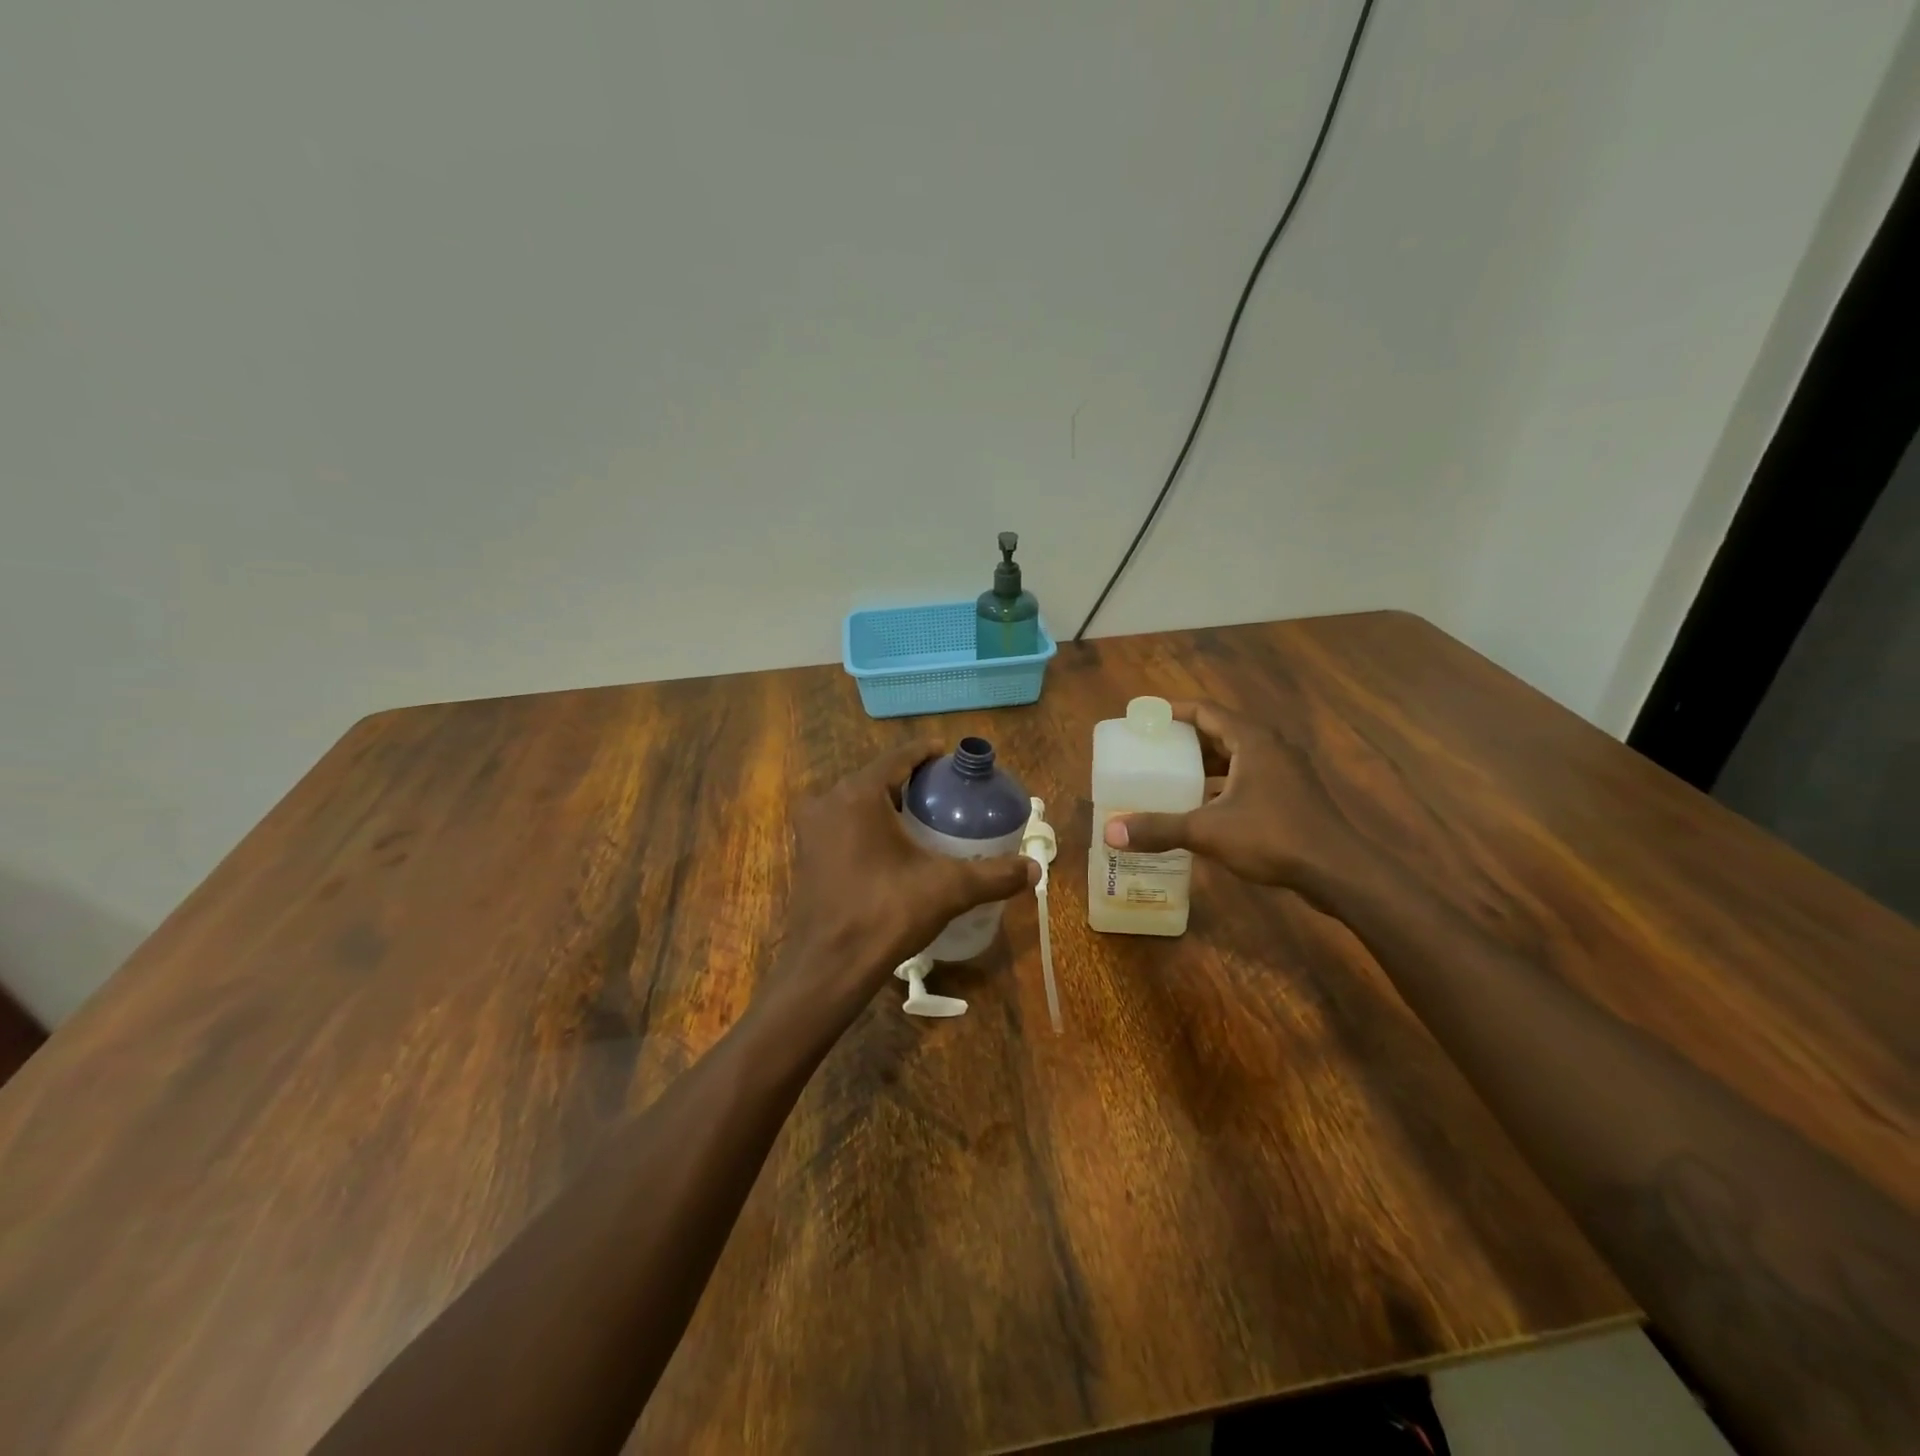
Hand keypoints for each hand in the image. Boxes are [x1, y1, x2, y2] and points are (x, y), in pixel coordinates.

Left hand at [764, 741, 1037, 1031]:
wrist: (828, 967)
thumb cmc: (885, 914)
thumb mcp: (947, 889)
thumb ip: (993, 875)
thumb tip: (1035, 869)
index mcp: (859, 795)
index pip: (899, 757)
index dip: (928, 753)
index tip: (952, 758)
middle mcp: (828, 802)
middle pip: (877, 777)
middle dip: (911, 780)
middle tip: (946, 791)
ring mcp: (812, 829)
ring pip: (858, 802)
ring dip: (889, 803)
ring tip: (925, 816)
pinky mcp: (806, 854)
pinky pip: (844, 824)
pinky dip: (869, 825)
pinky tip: (894, 845)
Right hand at [1101, 700, 1366, 908]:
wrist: (1338, 871)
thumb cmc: (1273, 837)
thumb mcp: (1208, 831)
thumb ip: (1159, 828)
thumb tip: (1110, 832)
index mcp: (1252, 740)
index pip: (1205, 711)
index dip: (1172, 711)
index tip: (1144, 718)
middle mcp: (1270, 747)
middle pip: (1220, 731)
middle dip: (1184, 740)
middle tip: (1150, 749)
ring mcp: (1285, 771)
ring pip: (1236, 757)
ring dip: (1204, 764)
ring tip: (1170, 776)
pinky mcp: (1292, 795)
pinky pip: (1248, 777)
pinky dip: (1222, 784)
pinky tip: (1203, 807)